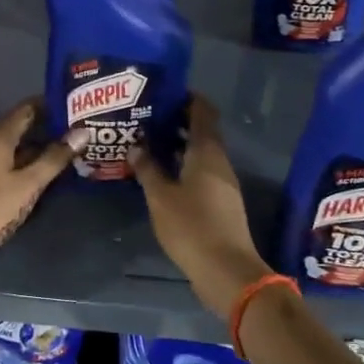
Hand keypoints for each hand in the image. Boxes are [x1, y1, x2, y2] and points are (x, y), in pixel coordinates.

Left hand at [0, 101, 87, 287]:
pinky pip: (12, 166)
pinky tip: (49, 175)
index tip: (77, 104)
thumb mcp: (28, 183)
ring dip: (41, 149)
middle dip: (50, 128)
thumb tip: (83, 132)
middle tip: (82, 128)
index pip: (27, 108)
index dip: (51, 104)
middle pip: (22, 128)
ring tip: (73, 150)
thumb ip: (54, 158)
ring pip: (18, 149)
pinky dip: (30, 166)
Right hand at [129, 97, 269, 319]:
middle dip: (176, 121)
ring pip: (201, 153)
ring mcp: (223, 182)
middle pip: (201, 130)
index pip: (202, 111)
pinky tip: (162, 174)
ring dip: (178, 145)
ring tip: (148, 143)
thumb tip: (136, 145)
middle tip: (147, 118)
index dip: (186, 98)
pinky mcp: (221, 202)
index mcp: (207, 151)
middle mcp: (219, 161)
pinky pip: (202, 171)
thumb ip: (148, 168)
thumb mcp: (161, 196)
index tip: (163, 93)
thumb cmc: (192, 226)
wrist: (227, 271)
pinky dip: (183, 165)